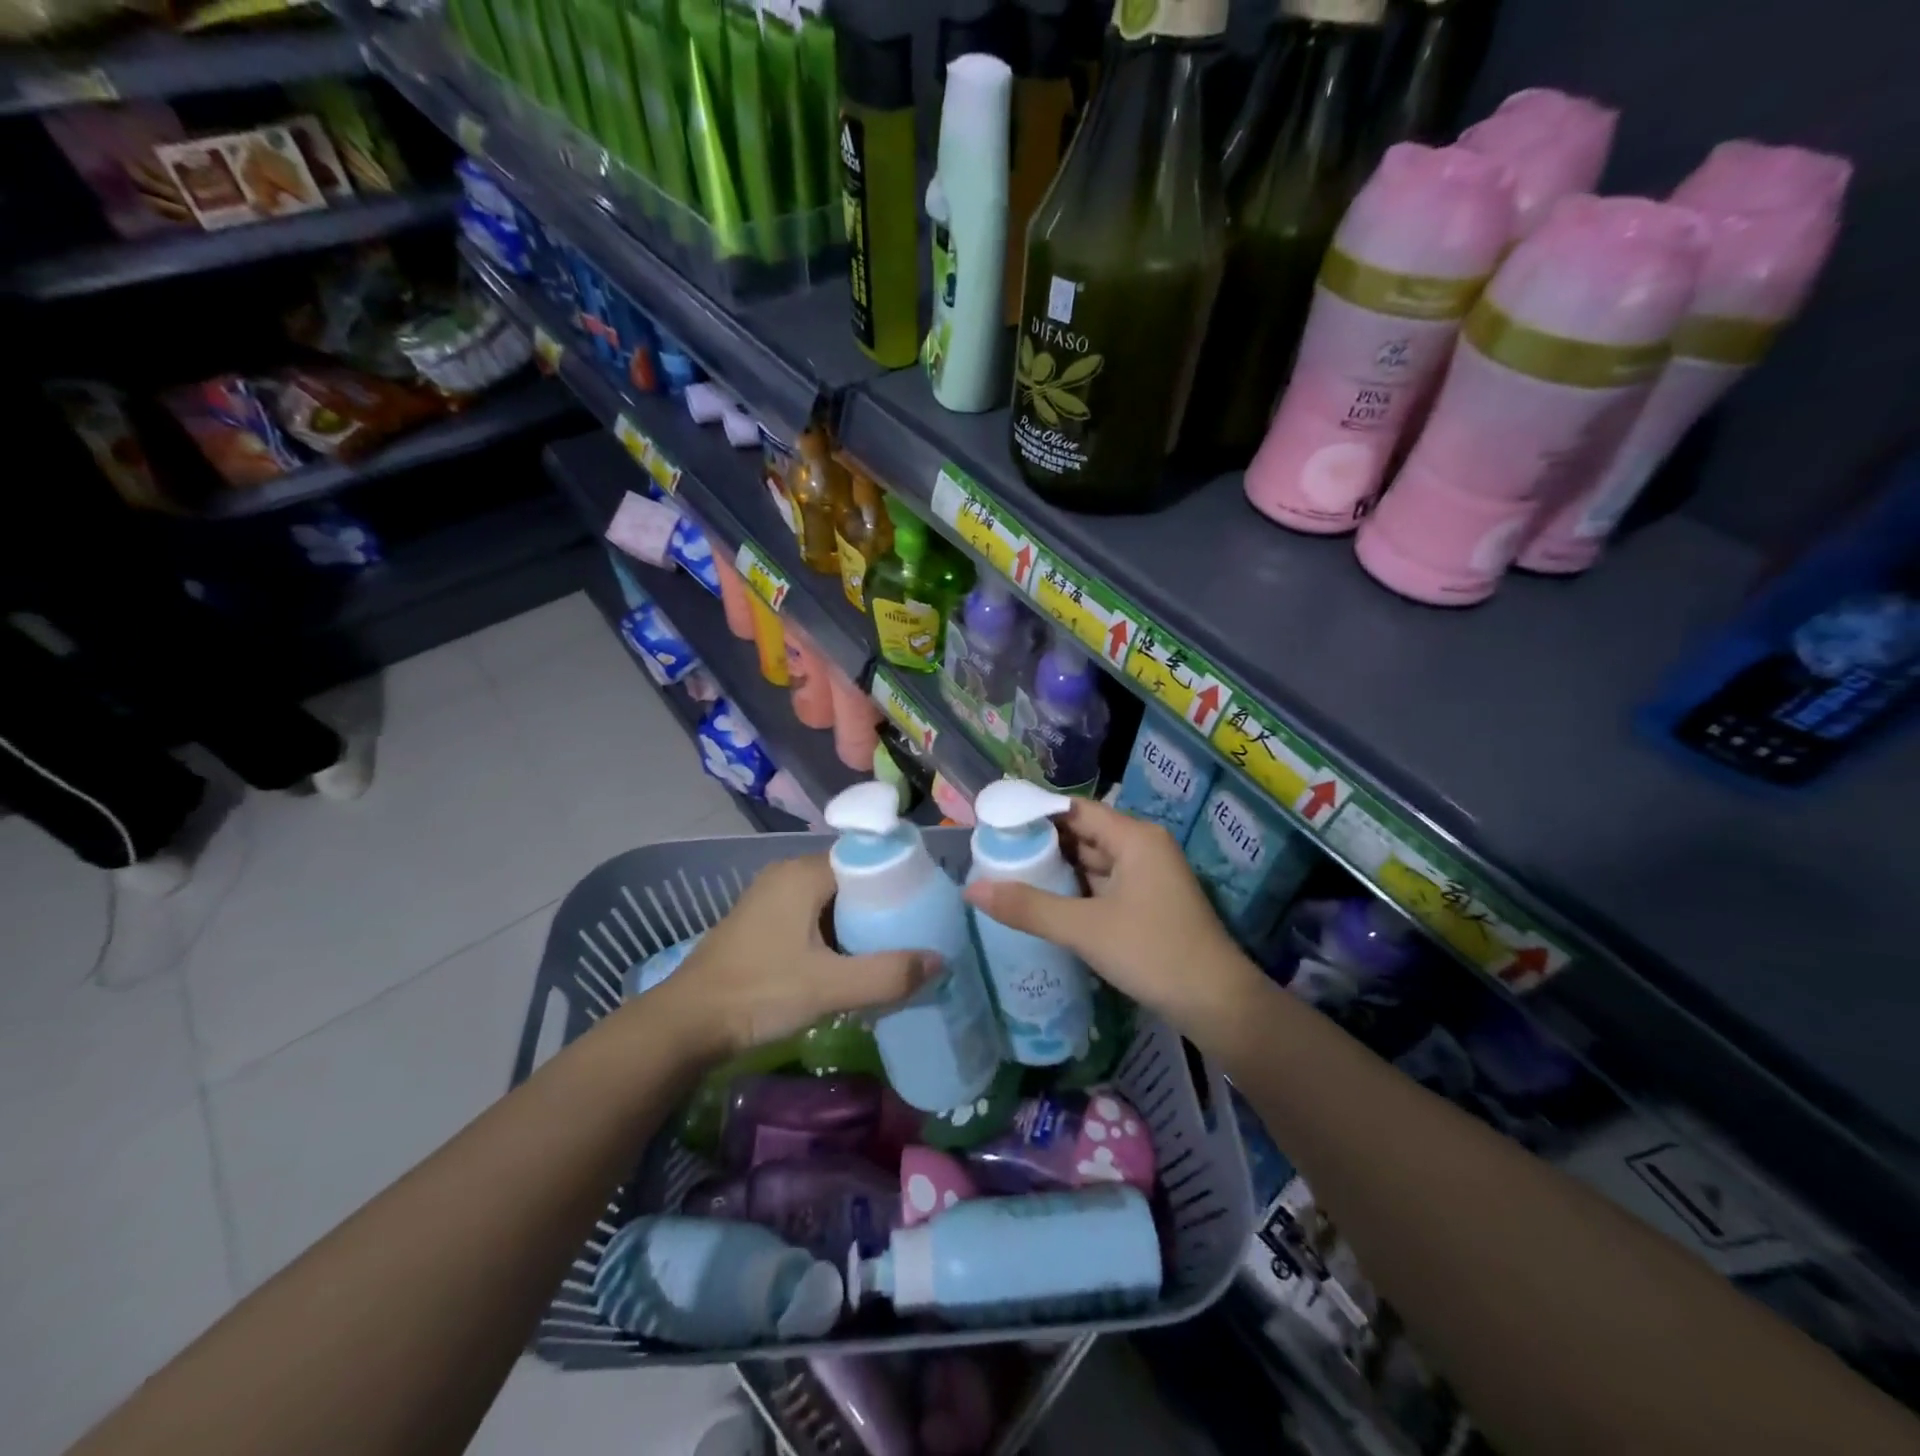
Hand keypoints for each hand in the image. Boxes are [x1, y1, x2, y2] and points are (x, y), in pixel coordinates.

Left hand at [646, 854, 933, 1059]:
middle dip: (883, 904)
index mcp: (803, 873)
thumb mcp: (829, 987)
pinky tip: (852, 959)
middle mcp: (787, 873)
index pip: (866, 859)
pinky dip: (836, 931)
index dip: (900, 879)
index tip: (928, 905)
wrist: (687, 1023)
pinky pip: (813, 914)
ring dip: (859, 921)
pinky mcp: (762, 921)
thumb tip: (940, 960)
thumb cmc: (759, 993)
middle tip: (915, 931)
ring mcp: (771, 896)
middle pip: (851, 879)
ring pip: (832, 899)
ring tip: (892, 947)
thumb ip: (887, 974)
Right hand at [963, 798, 1263, 1041]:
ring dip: (1056, 868)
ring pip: (1091, 862)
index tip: (995, 825)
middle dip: (1040, 843)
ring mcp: (1146, 876)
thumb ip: (1028, 907)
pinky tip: (1042, 901)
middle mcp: (1142, 847)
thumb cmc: (1153, 953)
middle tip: (993, 852)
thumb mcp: (1085, 929)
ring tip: (1007, 874)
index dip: (1034, 814)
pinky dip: (1073, 890)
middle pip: (1082, 833)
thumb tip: (971, 889)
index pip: (1074, 810)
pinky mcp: (1146, 903)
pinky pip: (1101, 884)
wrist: (1217, 1005)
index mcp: (1134, 837)